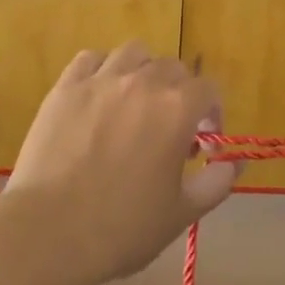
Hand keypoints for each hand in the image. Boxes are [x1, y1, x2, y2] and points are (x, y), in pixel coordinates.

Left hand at [5, 43, 236, 284]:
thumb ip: (216, 182)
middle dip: (180, 92)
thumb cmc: (122, 227)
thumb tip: (234, 163)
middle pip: (173, 67)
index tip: (202, 141)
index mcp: (176, 108)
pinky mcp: (65, 87)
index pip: (208, 88)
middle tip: (169, 127)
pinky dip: (102, 69)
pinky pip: (90, 59)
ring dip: (143, 71)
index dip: (212, 112)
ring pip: (133, 53)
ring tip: (135, 101)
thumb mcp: (181, 213)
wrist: (50, 231)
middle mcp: (142, 82)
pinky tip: (99, 93)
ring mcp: (100, 80)